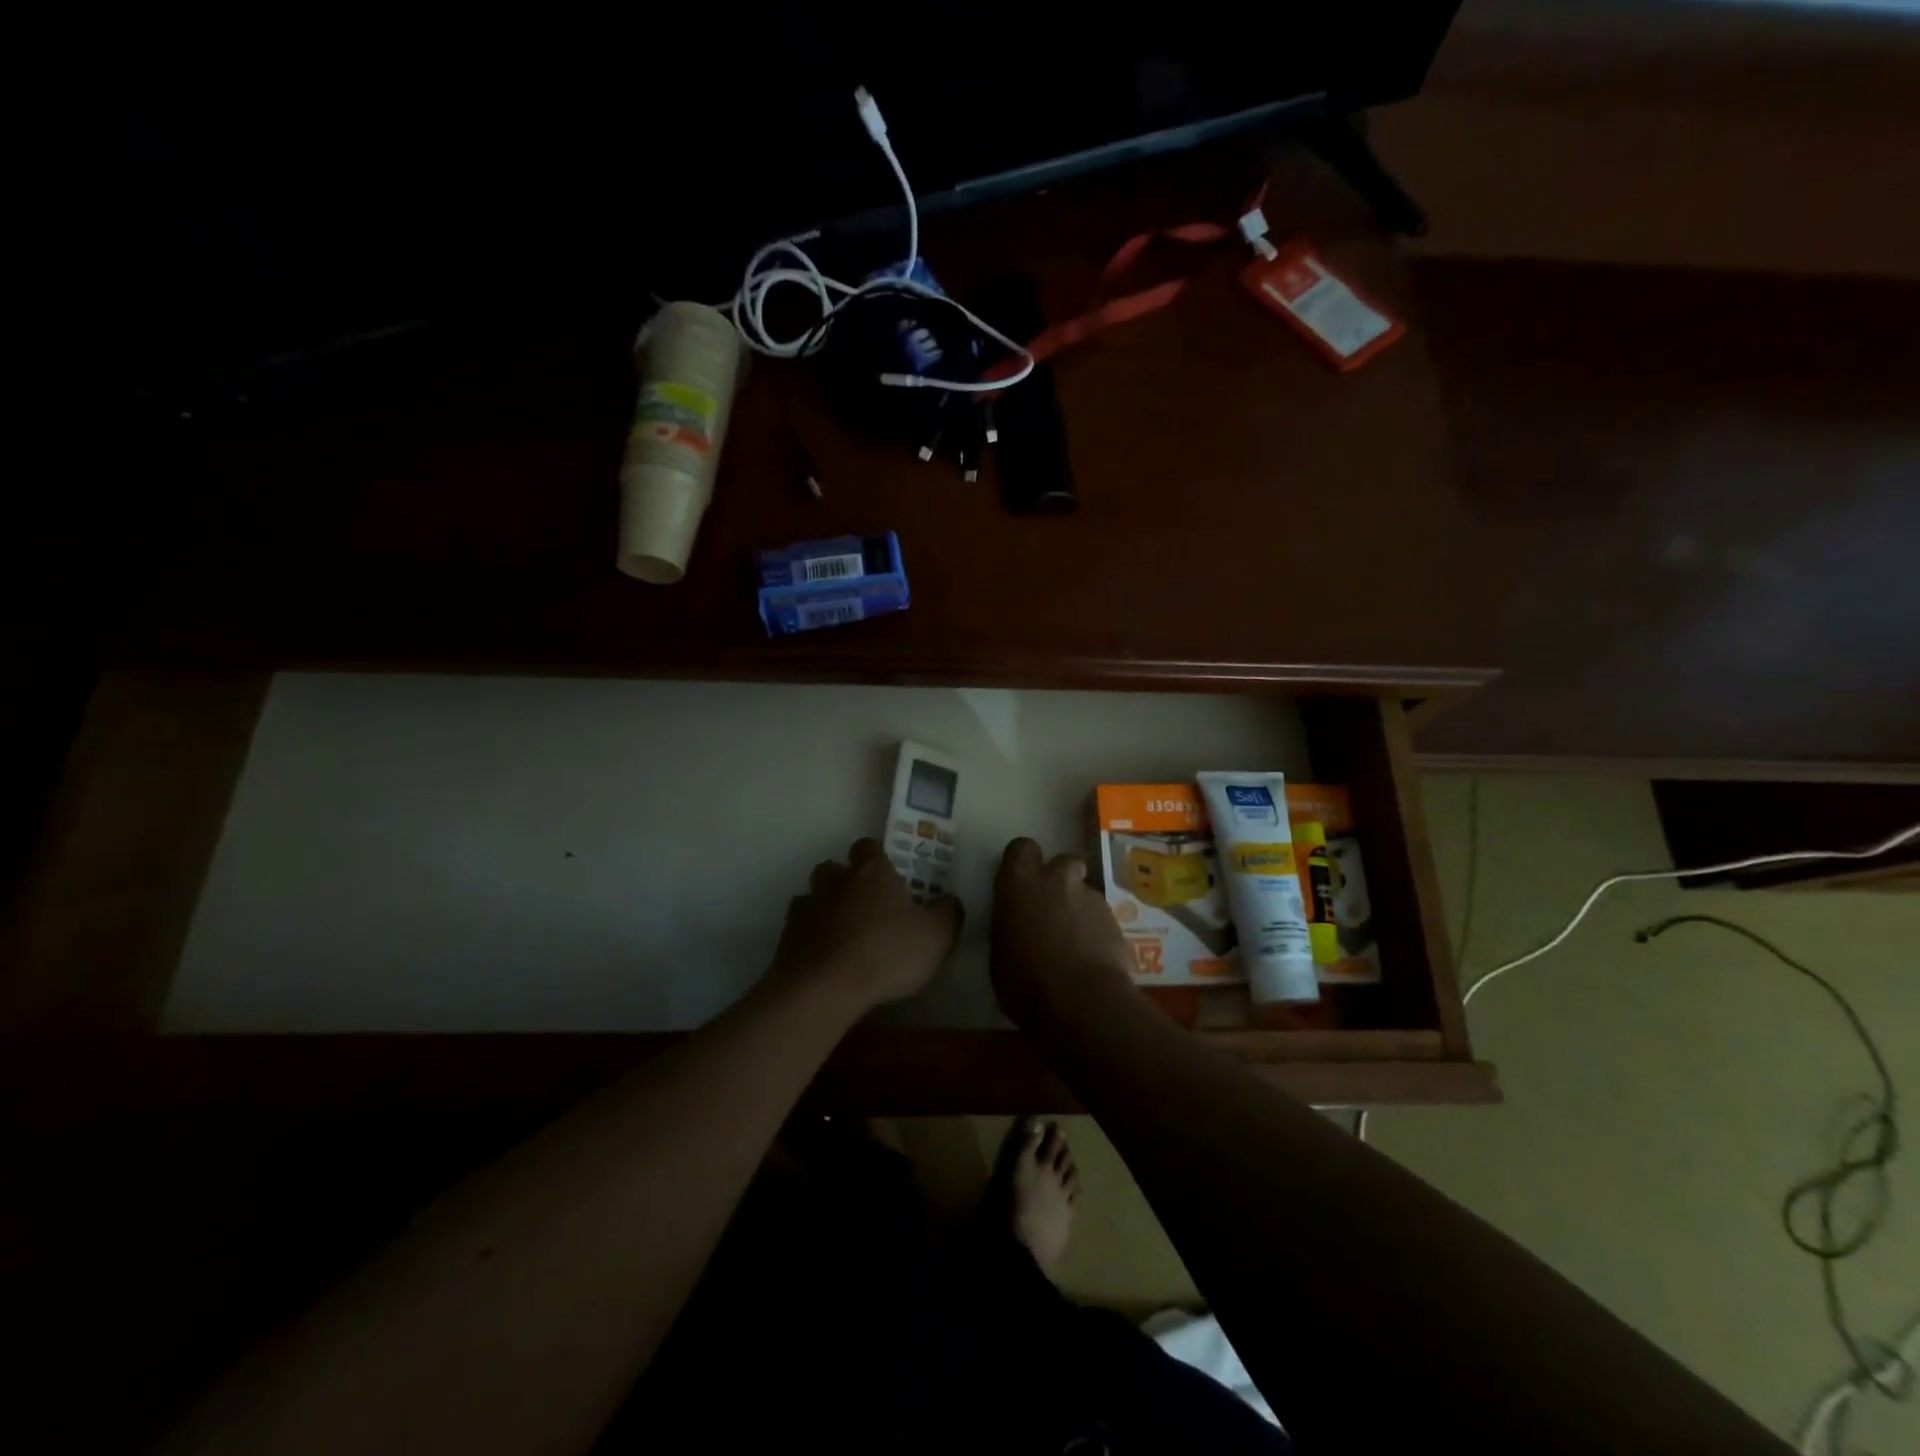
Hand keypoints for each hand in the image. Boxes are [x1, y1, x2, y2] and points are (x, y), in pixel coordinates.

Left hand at [771, 838, 963, 1008]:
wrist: (823, 989)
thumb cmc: (887, 953)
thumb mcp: (937, 936)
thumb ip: (948, 913)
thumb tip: (950, 899)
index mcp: (872, 873)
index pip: (869, 847)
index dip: (877, 857)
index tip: (888, 875)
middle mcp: (836, 882)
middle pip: (833, 868)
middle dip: (844, 880)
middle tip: (864, 905)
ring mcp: (806, 909)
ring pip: (812, 897)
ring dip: (824, 909)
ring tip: (841, 934)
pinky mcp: (786, 939)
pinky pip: (798, 930)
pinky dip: (809, 938)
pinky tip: (823, 959)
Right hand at [990, 837, 1136, 1027]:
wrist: (1081, 1003)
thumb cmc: (1025, 981)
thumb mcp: (1000, 953)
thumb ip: (1011, 926)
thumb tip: (1020, 927)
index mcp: (1019, 883)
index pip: (1021, 848)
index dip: (1024, 862)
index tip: (1022, 881)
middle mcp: (1057, 880)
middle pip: (1063, 861)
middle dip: (1061, 879)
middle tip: (1052, 909)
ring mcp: (1091, 898)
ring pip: (1085, 892)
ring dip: (1080, 910)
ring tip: (1075, 944)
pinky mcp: (1116, 921)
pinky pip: (1102, 919)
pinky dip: (1097, 933)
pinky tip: (1093, 960)